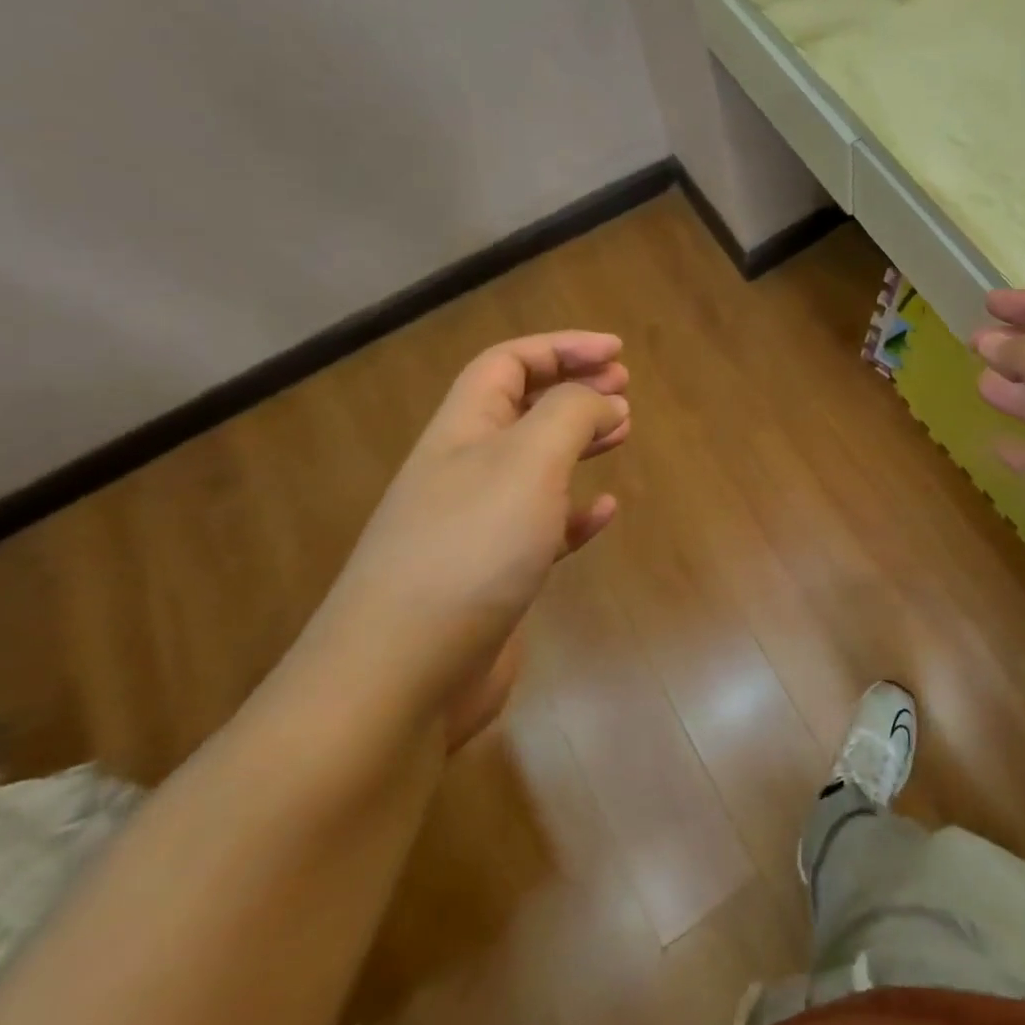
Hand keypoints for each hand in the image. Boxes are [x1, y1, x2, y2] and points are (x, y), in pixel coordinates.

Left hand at [309, 331, 629, 748]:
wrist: (400, 676)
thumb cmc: (470, 549)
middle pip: (520, 408)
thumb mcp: (528, 460)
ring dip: (578, 441)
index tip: (617, 352)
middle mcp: (464, 470)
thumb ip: (570, 414)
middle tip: (623, 387)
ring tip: (621, 432)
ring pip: (534, 464)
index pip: (509, 363)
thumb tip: (601, 398)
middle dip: (573, 388)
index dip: (562, 347)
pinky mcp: (494, 576)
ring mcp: (476, 526)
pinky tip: (604, 511)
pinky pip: (542, 527)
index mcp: (463, 430)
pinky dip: (576, 511)